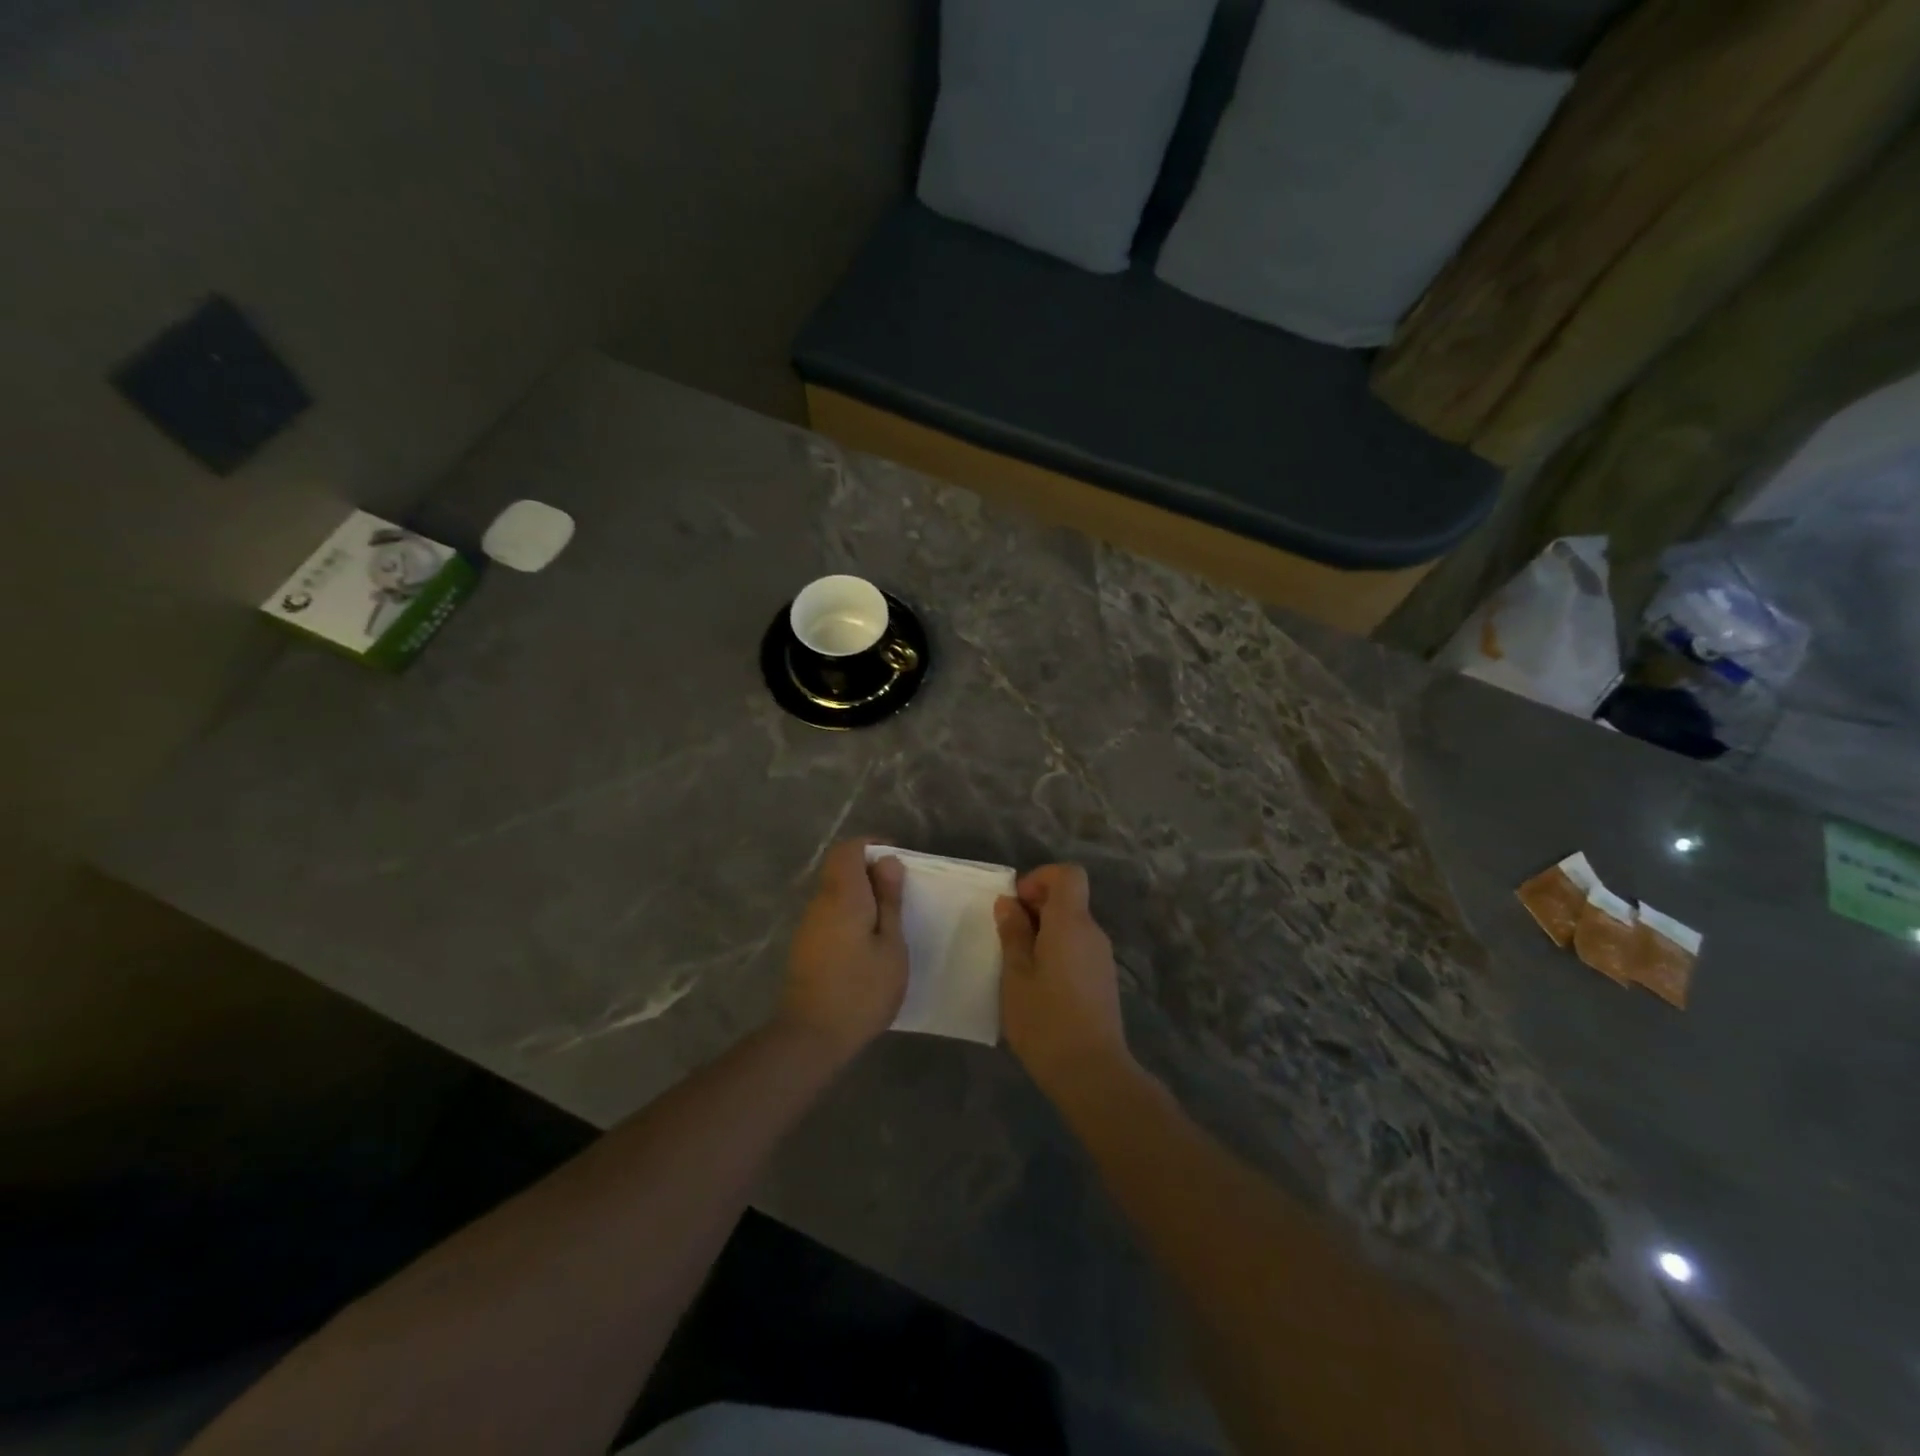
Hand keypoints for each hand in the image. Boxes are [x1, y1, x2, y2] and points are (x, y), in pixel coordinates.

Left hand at [779, 839, 907, 1059]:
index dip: (873, 847)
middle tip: (899, 895)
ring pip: (834, 892)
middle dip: (869, 872)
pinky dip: (850, 915)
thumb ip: (889, 901)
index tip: (898, 863)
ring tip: (889, 921)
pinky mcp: (805, 946)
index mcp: (842, 895)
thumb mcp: (891, 946)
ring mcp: (808, 925)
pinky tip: (868, 943)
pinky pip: (829, 914)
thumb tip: (887, 862)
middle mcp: (820, 902)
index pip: (849, 849)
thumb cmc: (862, 990)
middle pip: (839, 868)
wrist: (811, 1037)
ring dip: (860, 895)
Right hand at [996, 864, 1135, 1100]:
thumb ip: (1013, 934)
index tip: (1016, 905)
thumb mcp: (1016, 975)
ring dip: (1044, 933)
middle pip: (1069, 900)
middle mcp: (1093, 933)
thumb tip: (1010, 903)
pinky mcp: (1103, 981)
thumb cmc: (1045, 1020)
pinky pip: (1078, 949)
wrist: (1092, 1073)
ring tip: (1017, 966)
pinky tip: (1038, 986)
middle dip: (1036, 908)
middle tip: (1007, 939)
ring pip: (1072, 927)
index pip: (1068, 874)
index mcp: (1071, 923)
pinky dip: (1056, 953)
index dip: (1040, 879)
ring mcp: (1102, 958)